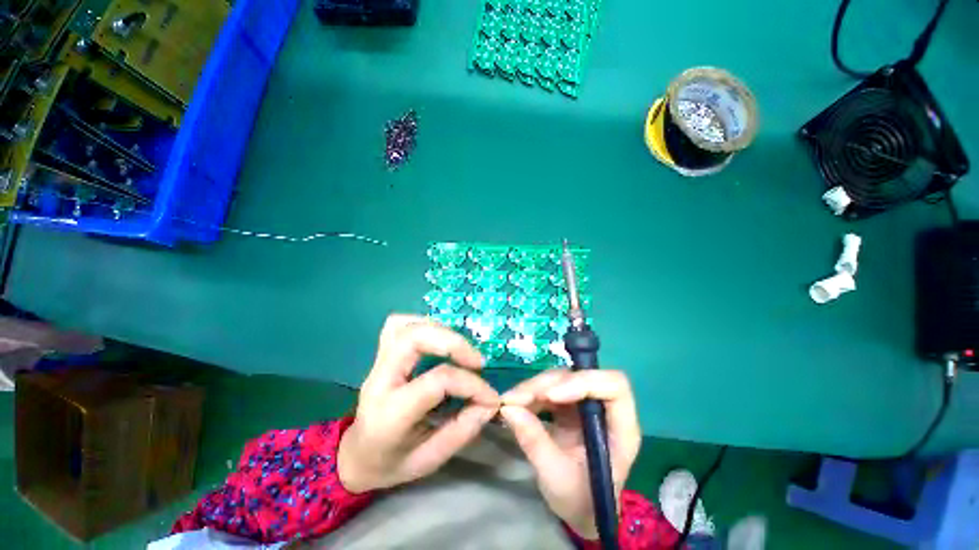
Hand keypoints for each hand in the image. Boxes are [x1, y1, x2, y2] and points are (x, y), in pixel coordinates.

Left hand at [337, 314, 499, 493]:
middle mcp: (380, 379)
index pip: (436, 381)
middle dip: (454, 343)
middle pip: (415, 338)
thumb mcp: (429, 460)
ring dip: (440, 330)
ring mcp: (378, 362)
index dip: (470, 383)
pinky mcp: (382, 353)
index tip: (490, 397)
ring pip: (406, 325)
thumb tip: (490, 403)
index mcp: (390, 413)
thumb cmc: (392, 462)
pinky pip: (399, 324)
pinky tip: (440, 338)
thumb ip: (462, 431)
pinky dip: (424, 324)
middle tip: (477, 361)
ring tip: (460, 349)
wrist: (356, 455)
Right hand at [500, 369, 641, 539]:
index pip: (614, 386)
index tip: (551, 396)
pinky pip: (549, 388)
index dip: (583, 382)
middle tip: (516, 398)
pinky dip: (531, 393)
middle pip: (579, 377)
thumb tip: (508, 409)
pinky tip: (515, 403)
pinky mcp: (570, 404)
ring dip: (534, 386)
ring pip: (561, 378)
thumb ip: (535, 442)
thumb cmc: (580, 500)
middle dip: (546, 384)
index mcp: (620, 429)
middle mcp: (605, 408)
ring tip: (510, 401)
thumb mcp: (556, 478)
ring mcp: (586, 403)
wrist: (581, 509)